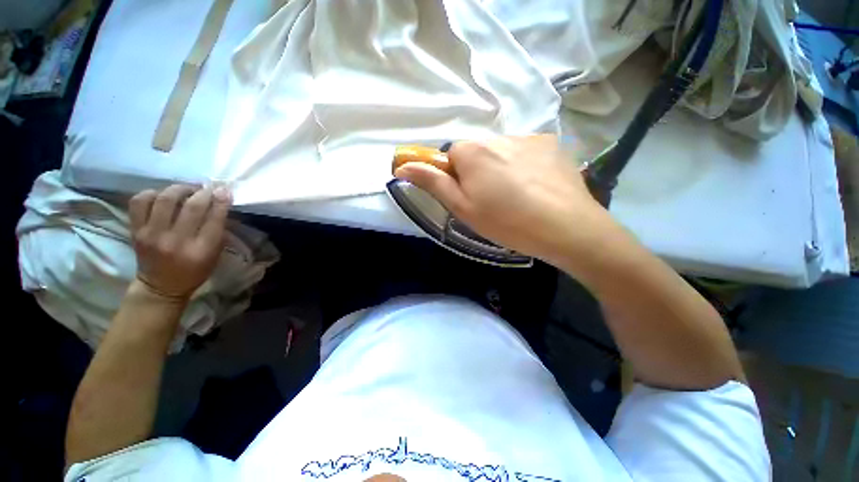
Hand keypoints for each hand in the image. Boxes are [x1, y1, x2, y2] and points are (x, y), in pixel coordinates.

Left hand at [129, 185, 231, 299]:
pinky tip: (162, 196)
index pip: (214, 218)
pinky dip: (152, 194)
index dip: (221, 200)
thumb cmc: (195, 270)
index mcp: (201, 250)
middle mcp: (176, 241)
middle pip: (192, 206)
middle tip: (207, 187)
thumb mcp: (214, 254)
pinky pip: (140, 202)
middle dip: (203, 192)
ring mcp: (152, 235)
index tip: (224, 189)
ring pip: (165, 199)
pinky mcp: (135, 231)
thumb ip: (217, 230)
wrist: (161, 286)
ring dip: (179, 189)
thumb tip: (220, 204)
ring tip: (186, 189)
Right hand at [394, 135, 615, 266]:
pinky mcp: (551, 144)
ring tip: (518, 196)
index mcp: (473, 151)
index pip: (451, 155)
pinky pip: (526, 152)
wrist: (566, 227)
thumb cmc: (506, 221)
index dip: (457, 177)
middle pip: (477, 152)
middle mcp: (499, 136)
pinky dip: (525, 166)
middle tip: (494, 200)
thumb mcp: (463, 208)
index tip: (470, 197)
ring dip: (502, 168)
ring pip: (502, 152)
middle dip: (479, 172)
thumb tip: (402, 166)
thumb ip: (433, 183)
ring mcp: (528, 137)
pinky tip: (536, 187)